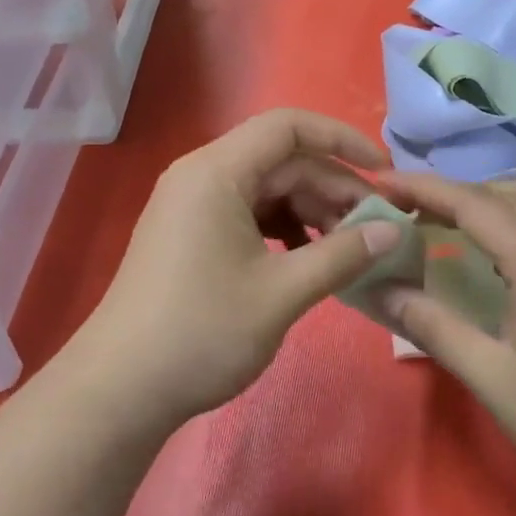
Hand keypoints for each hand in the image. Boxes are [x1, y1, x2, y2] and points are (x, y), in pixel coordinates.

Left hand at [77, 110, 404, 425]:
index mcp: (217, 171)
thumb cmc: (202, 332)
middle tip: (374, 228)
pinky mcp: (188, 233)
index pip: (288, 126)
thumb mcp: (282, 293)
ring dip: (310, 211)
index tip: (384, 172)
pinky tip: (305, 259)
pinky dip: (282, 228)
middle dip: (332, 187)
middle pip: (280, 160)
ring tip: (345, 249)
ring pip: (265, 188)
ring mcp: (190, 205)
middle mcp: (200, 175)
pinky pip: (246, 212)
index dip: (342, 139)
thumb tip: (394, 232)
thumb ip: (342, 255)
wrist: (121, 388)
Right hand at [377, 174, 515, 503]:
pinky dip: (513, 218)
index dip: (422, 188)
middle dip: (454, 191)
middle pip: (506, 191)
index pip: (472, 203)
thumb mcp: (491, 376)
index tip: (379, 183)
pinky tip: (494, 255)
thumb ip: (432, 326)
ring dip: (489, 200)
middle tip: (410, 212)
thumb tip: (380, 289)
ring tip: (449, 225)